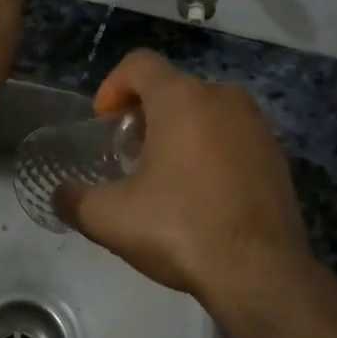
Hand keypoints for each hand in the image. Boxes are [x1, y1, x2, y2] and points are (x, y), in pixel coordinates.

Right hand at [61, 51, 310, 306]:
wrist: (261, 274)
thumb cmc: (181, 229)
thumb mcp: (109, 218)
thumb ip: (74, 198)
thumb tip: (60, 194)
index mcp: (182, 98)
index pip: (139, 63)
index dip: (112, 86)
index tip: (104, 122)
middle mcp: (223, 97)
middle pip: (172, 87)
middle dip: (144, 113)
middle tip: (129, 152)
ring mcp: (256, 125)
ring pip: (205, 110)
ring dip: (179, 130)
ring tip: (164, 174)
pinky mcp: (276, 154)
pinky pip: (232, 135)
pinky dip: (210, 148)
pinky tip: (201, 192)